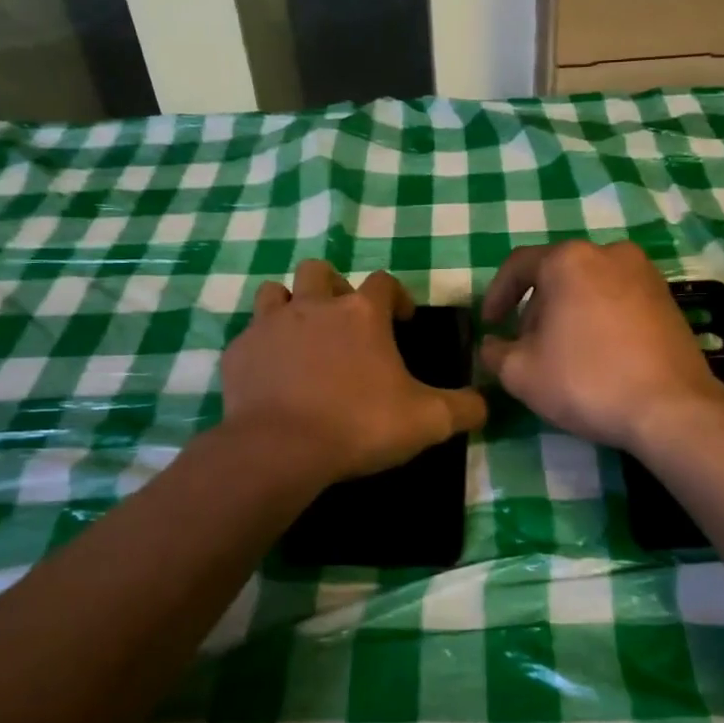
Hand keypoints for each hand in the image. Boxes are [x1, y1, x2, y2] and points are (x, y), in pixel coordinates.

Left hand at [224, 260, 487, 483]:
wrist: (281, 450)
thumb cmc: (359, 425)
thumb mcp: (426, 421)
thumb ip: (462, 408)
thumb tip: (485, 403)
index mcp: (360, 314)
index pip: (383, 282)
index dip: (395, 296)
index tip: (401, 320)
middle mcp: (313, 306)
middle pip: (319, 272)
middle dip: (332, 288)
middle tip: (342, 322)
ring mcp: (269, 325)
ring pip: (274, 293)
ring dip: (289, 307)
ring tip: (301, 338)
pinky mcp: (238, 352)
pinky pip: (249, 336)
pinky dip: (261, 347)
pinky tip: (270, 374)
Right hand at [479, 240, 723, 450]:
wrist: (672, 408)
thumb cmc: (587, 381)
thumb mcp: (521, 373)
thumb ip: (495, 352)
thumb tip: (492, 345)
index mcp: (569, 260)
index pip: (518, 265)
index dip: (496, 295)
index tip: (489, 325)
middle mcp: (608, 253)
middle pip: (556, 275)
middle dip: (535, 309)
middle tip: (526, 348)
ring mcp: (644, 273)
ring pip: (588, 286)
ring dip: (567, 314)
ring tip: (562, 355)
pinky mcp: (667, 298)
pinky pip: (617, 299)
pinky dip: (598, 318)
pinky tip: (598, 355)